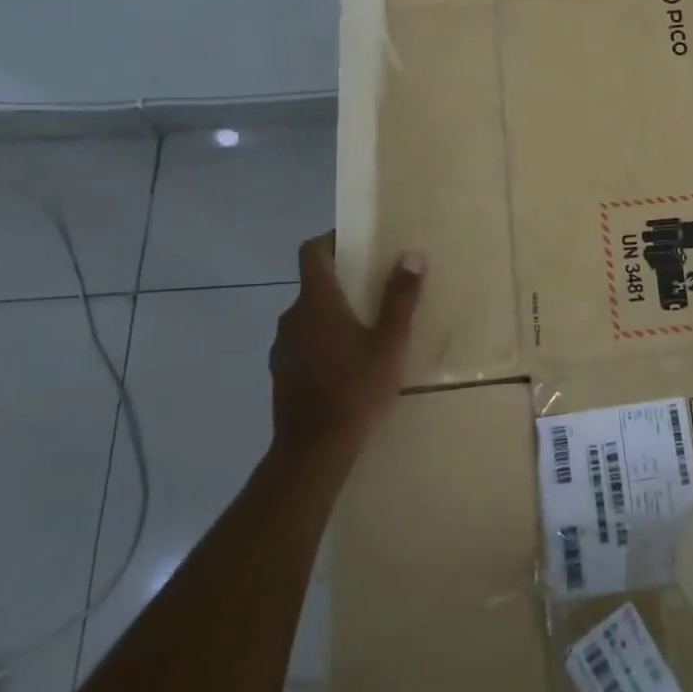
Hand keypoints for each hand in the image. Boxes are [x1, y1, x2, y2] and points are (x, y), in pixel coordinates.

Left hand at [269, 234, 424, 460]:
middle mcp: (293, 316)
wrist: (313, 451)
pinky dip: (322, 339)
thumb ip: (400, 297)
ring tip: (366, 327)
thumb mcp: (390, 341)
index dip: (332, 240)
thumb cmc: (356, 388)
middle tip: (376, 288)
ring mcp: (282, 346)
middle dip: (343, 280)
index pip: (312, 252)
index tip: (358, 243)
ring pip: (309, 315)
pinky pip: (303, 341)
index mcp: (317, 301)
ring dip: (333, 312)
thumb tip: (411, 255)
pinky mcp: (281, 372)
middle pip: (314, 283)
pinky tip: (347, 362)